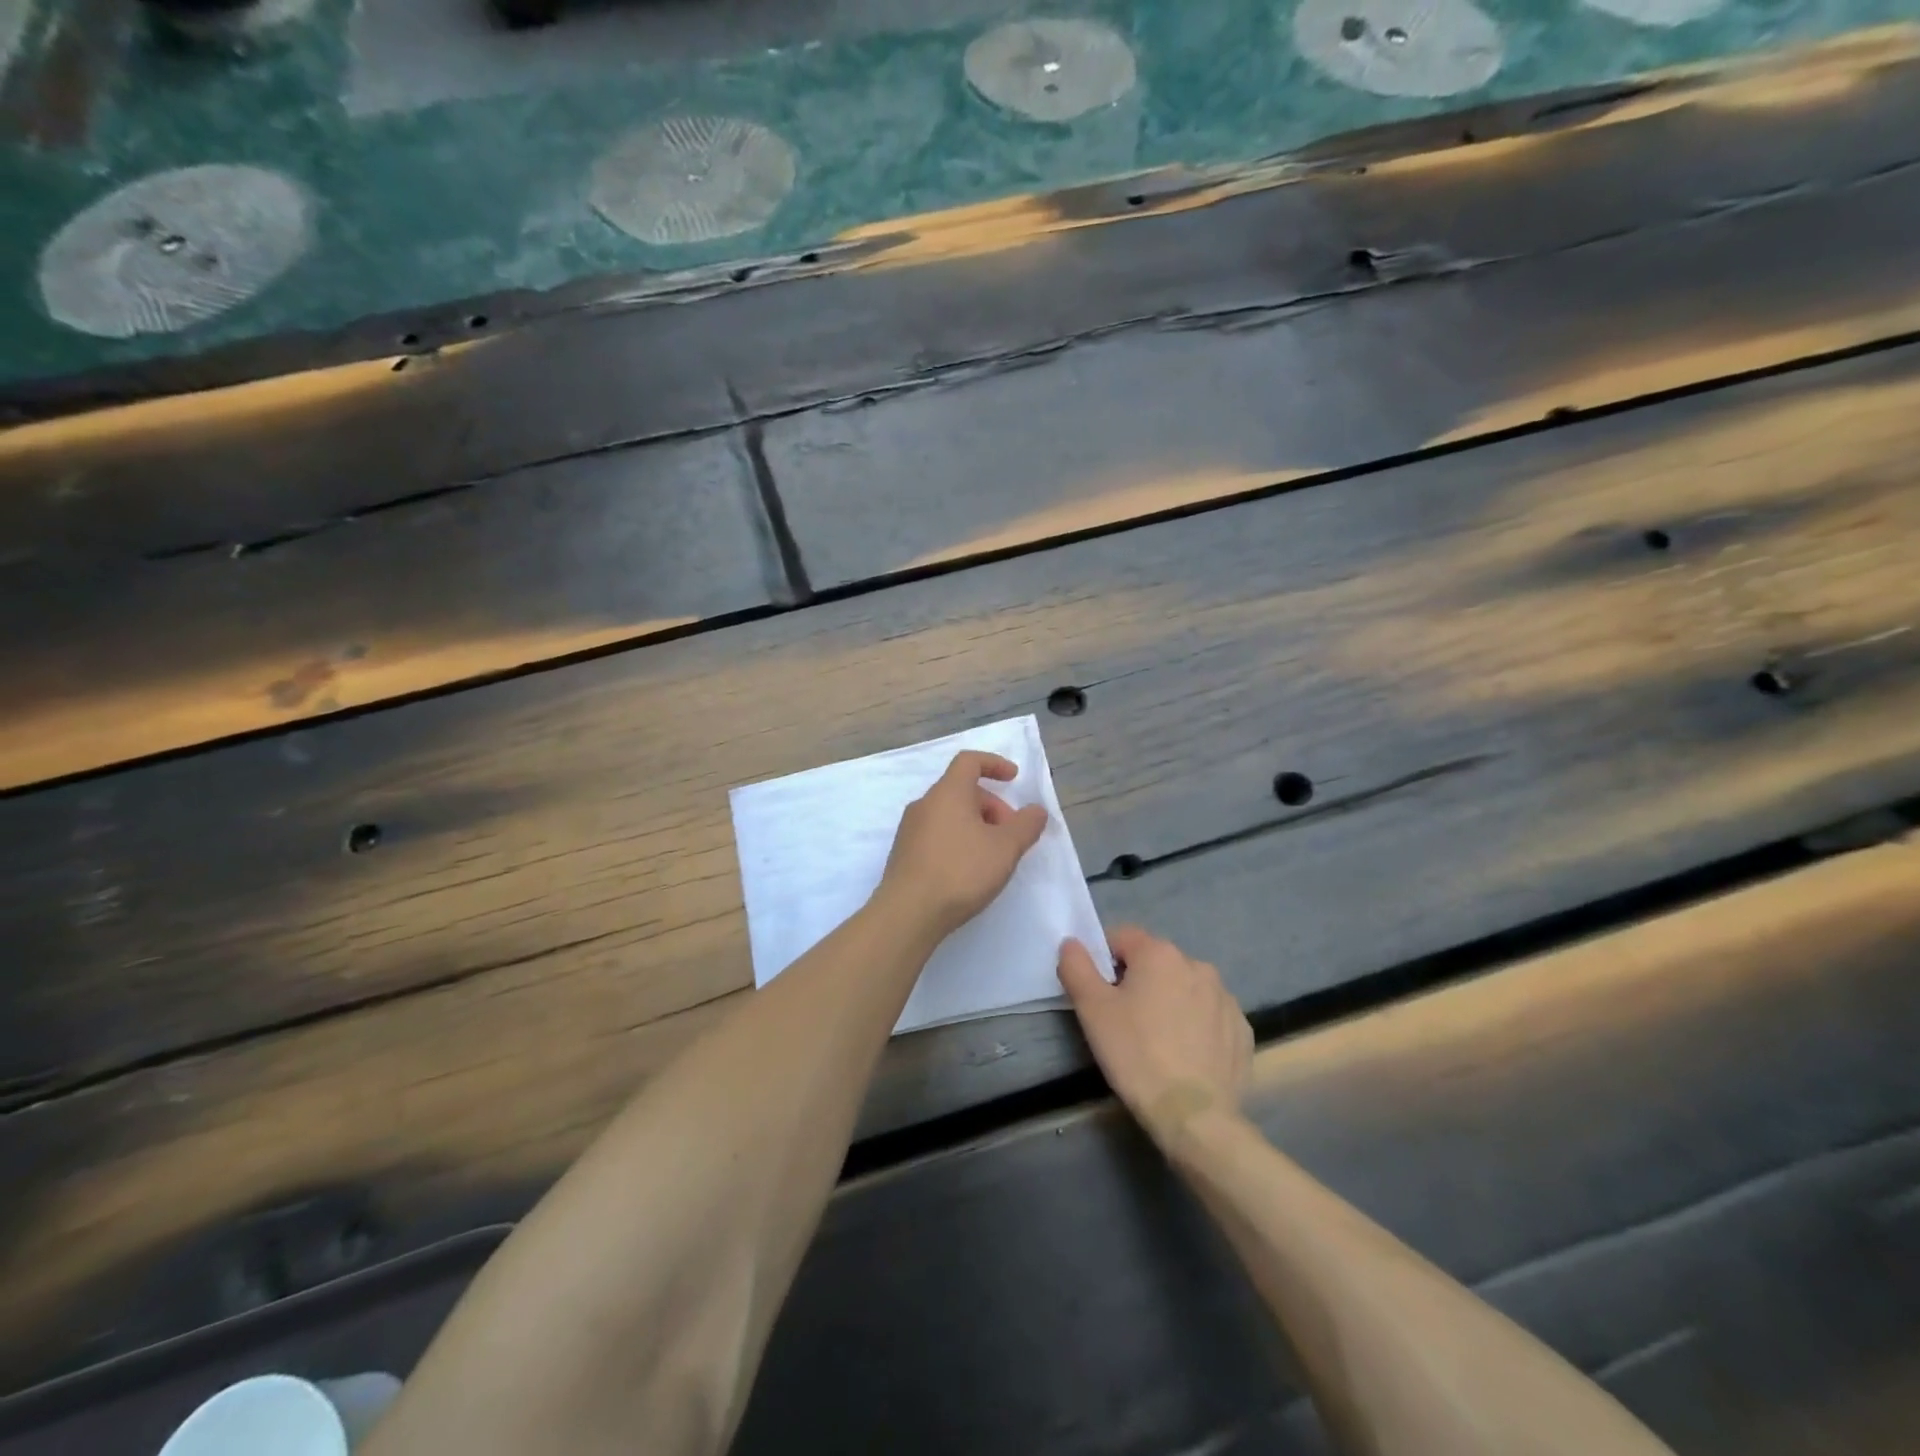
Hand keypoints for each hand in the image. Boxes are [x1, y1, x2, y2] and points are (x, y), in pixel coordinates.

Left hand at [878, 751, 1049, 942]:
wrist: (908, 913)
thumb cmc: (960, 872)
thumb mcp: (1005, 848)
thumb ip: (1026, 826)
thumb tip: (1036, 810)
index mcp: (948, 792)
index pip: (969, 761)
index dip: (994, 764)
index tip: (1013, 778)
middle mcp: (924, 804)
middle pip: (962, 791)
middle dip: (992, 807)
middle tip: (1010, 836)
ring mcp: (910, 829)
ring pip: (949, 814)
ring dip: (975, 825)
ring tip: (992, 856)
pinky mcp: (904, 853)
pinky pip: (936, 834)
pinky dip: (958, 840)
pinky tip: (968, 871)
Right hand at [1059, 925, 1251, 1149]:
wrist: (1194, 1116)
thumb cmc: (1135, 1054)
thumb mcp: (1091, 1009)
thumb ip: (1076, 967)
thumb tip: (1072, 943)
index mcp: (1160, 954)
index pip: (1121, 937)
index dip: (1104, 961)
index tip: (1100, 994)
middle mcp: (1197, 965)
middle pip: (1155, 962)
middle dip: (1138, 982)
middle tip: (1124, 1021)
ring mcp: (1225, 998)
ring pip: (1184, 988)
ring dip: (1169, 1002)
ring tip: (1156, 1041)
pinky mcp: (1242, 1030)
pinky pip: (1210, 1016)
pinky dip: (1196, 1026)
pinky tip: (1184, 1056)